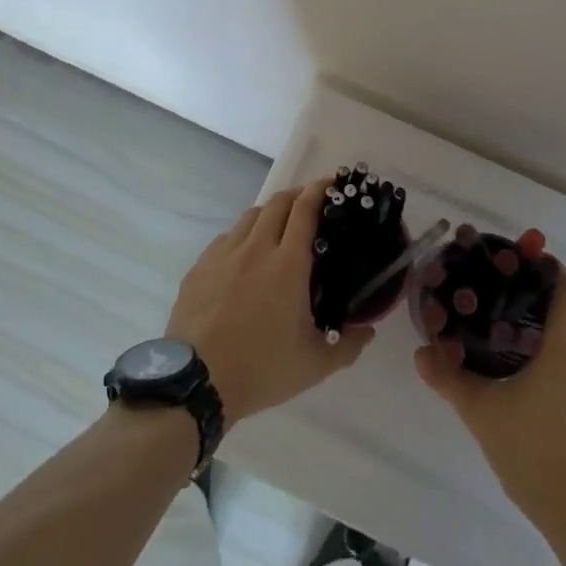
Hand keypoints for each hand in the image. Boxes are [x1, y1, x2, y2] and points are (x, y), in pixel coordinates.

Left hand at [166, 181, 372, 424]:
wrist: (197, 382)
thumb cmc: (261, 368)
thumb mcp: (315, 364)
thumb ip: (347, 345)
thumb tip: (368, 331)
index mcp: (288, 263)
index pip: (305, 210)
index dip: (319, 190)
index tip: (331, 183)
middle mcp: (257, 247)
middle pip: (278, 202)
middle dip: (297, 195)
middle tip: (310, 204)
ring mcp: (224, 253)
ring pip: (250, 216)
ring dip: (270, 213)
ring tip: (278, 227)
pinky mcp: (201, 266)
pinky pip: (227, 238)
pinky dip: (242, 236)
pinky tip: (244, 257)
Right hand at [414, 259, 565, 537]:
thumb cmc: (536, 454)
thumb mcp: (483, 413)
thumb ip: (450, 380)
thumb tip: (420, 353)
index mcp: (565, 348)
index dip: (548, 267)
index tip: (519, 258)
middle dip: (544, 291)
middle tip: (504, 287)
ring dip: (551, 321)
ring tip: (509, 324)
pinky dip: (558, 348)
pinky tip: (528, 369)